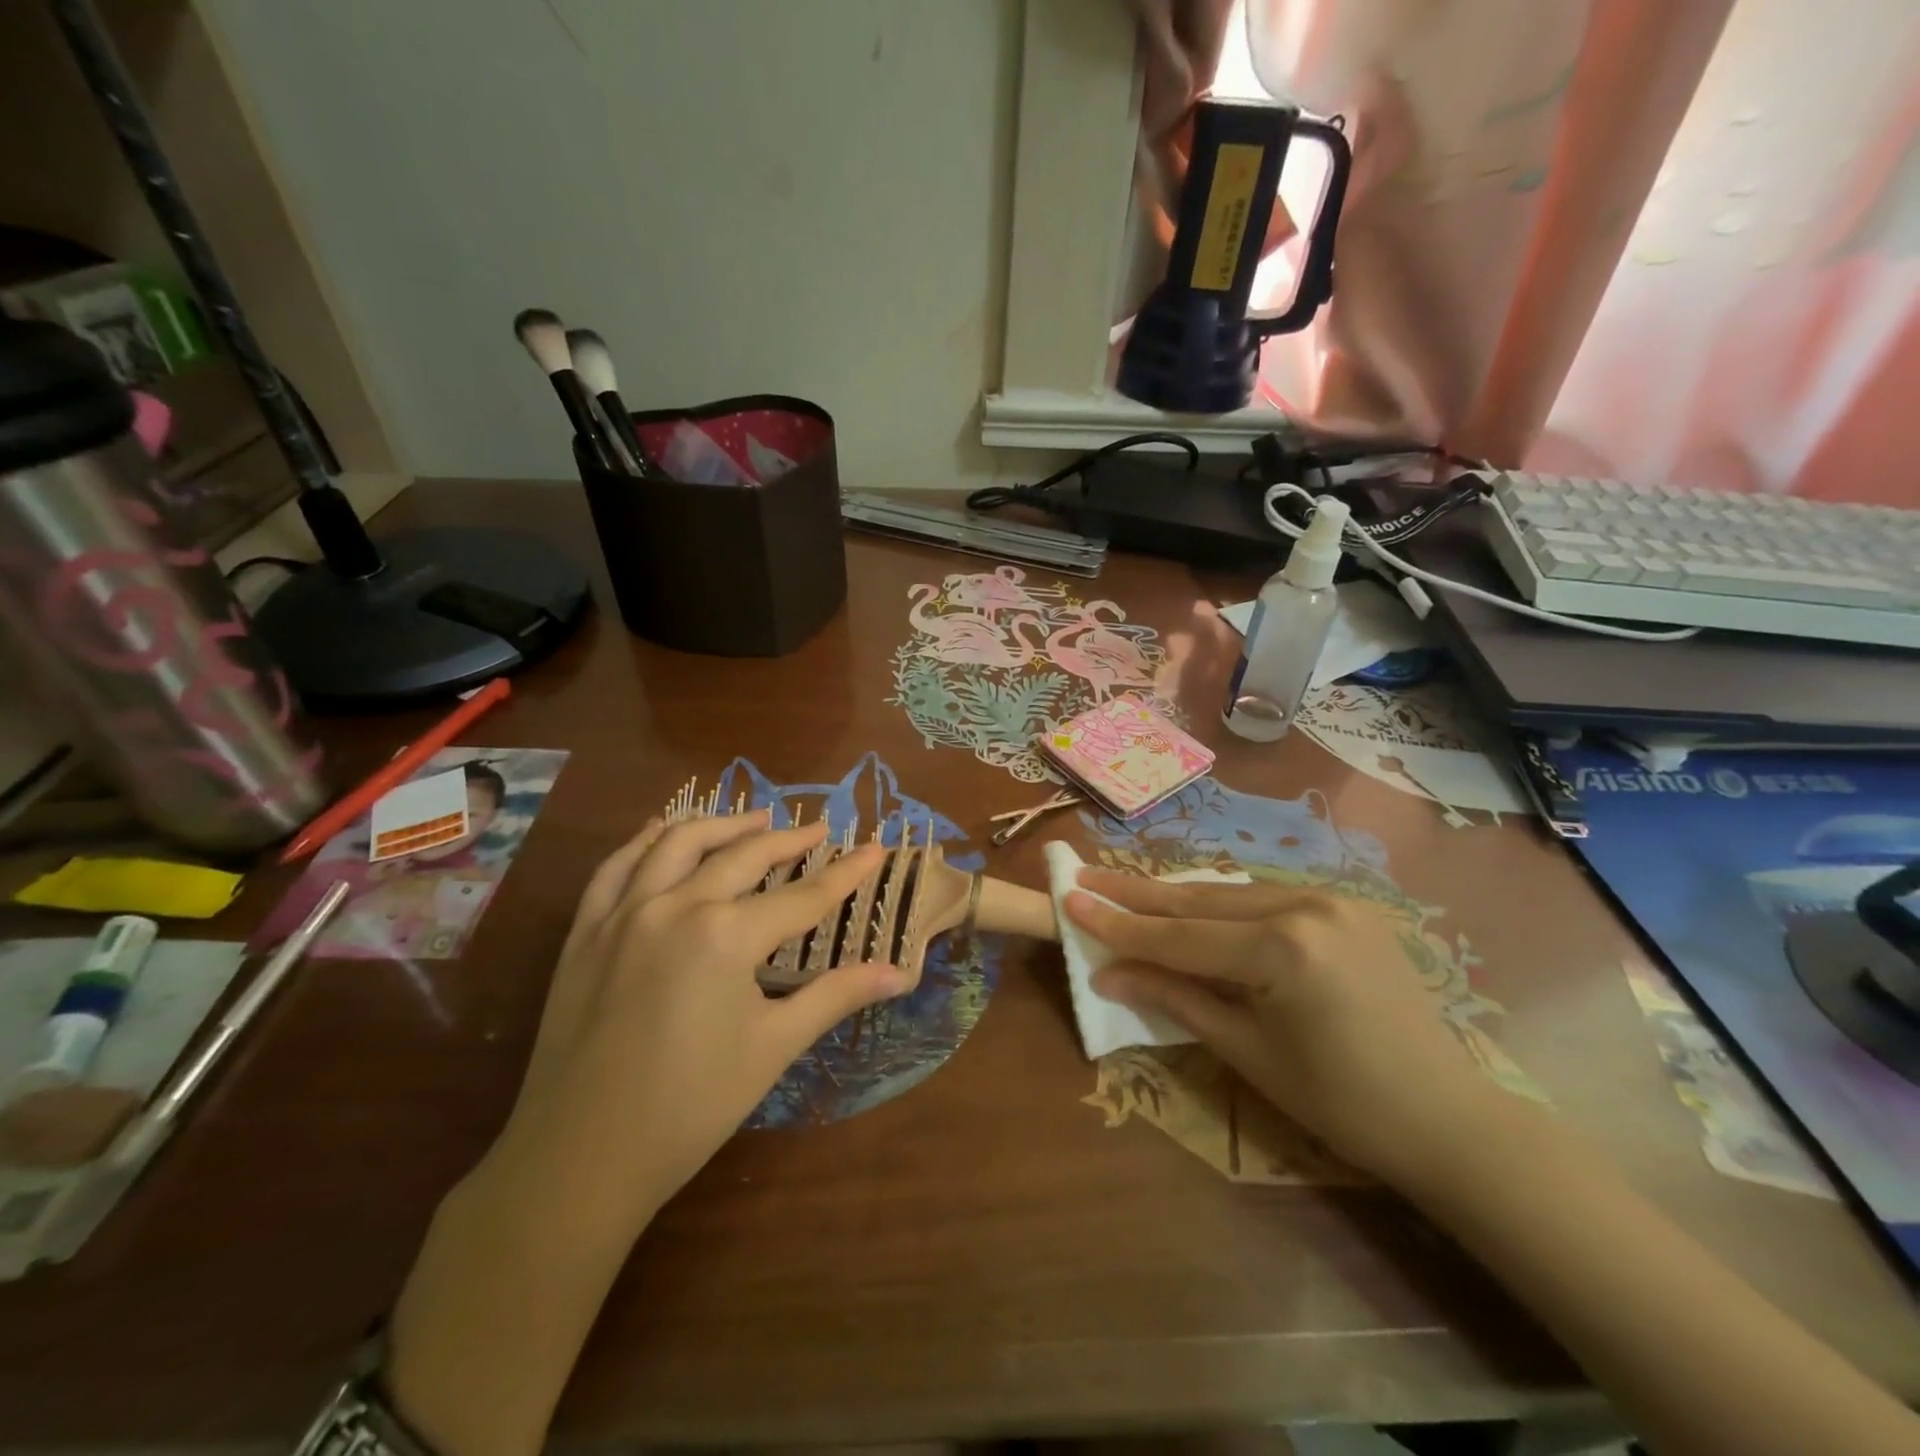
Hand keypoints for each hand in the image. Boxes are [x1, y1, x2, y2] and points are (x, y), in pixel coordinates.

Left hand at [505, 811, 910, 1220]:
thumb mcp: (773, 1047)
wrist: (579, 1159)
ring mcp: (623, 913)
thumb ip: (836, 996)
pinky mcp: (585, 932)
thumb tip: (899, 974)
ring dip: (722, 825)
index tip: (874, 848)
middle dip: (787, 840)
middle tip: (817, 830)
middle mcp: (675, 905)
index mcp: (726, 934)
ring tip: (754, 819)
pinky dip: (646, 841)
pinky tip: (663, 830)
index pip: (803, 896)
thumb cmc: (691, 1106)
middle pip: (743, 856)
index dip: (845, 873)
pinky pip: (616, 867)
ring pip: (678, 844)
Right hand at [1066, 872, 1500, 1190]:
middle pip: (1200, 898)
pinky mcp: (1346, 905)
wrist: (1446, 1117)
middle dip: (1137, 892)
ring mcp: (1330, 898)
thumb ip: (1175, 998)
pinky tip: (1192, 902)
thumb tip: (1108, 974)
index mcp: (1282, 948)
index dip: (1119, 923)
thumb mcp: (1247, 1051)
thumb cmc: (1341, 1101)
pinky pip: (1265, 897)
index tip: (1069, 898)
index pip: (1178, 934)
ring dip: (1176, 894)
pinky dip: (1222, 902)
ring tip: (1124, 887)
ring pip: (1231, 890)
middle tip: (1085, 876)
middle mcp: (1305, 904)